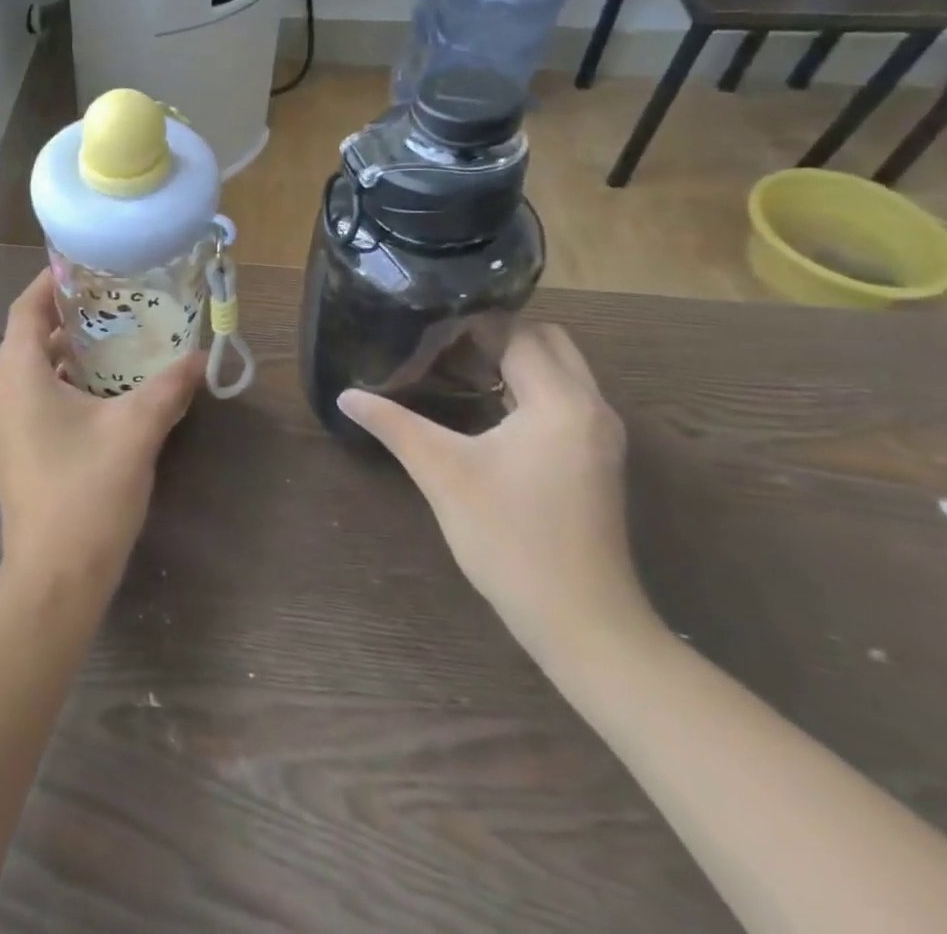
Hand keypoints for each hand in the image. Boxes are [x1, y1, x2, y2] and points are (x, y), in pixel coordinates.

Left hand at [0, 271, 202, 593]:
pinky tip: (104, 390)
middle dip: (66, 315)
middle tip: (111, 300)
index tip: (84, 266)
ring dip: (66, 352)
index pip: (25, 309)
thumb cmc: (87, 494)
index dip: (49, 282)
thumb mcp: (136, 431)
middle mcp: (0, 395)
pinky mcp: (14, 451)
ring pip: (31, 370)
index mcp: (18, 377)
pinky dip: (62, 382)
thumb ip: (168, 387)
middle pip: (27, 337)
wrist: (53, 580)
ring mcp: (3, 427)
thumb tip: (201, 357)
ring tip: (114, 338)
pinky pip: (33, 398)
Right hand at [338, 323, 654, 663]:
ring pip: (561, 371)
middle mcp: (592, 408)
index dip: (472, 325)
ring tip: (456, 369)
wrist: (582, 622)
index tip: (425, 328)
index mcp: (560, 402)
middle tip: (443, 347)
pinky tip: (487, 409)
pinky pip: (565, 400)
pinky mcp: (597, 460)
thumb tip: (346, 394)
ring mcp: (600, 436)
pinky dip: (530, 389)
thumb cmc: (510, 539)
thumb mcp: (442, 474)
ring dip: (516, 362)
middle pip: (548, 342)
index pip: (518, 334)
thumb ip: (394, 425)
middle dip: (499, 336)